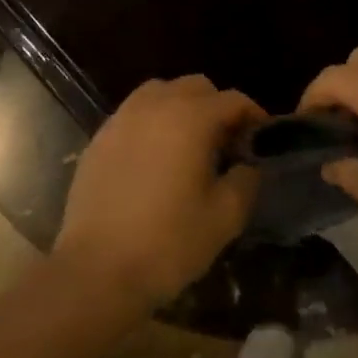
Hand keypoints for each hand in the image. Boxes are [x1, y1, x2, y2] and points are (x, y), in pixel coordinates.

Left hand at [55, 76, 265, 309]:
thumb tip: (246, 166)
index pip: (232, 100)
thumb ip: (245, 181)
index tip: (261, 140)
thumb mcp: (225, 217)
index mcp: (190, 118)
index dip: (253, 116)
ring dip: (180, 108)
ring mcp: (121, 120)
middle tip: (225, 143)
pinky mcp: (98, 140)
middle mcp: (154, 106)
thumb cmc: (168, 243)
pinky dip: (151, 124)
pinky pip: (133, 115)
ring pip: (159, 93)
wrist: (96, 271)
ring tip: (187, 145)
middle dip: (216, 107)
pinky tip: (153, 159)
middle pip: (195, 86)